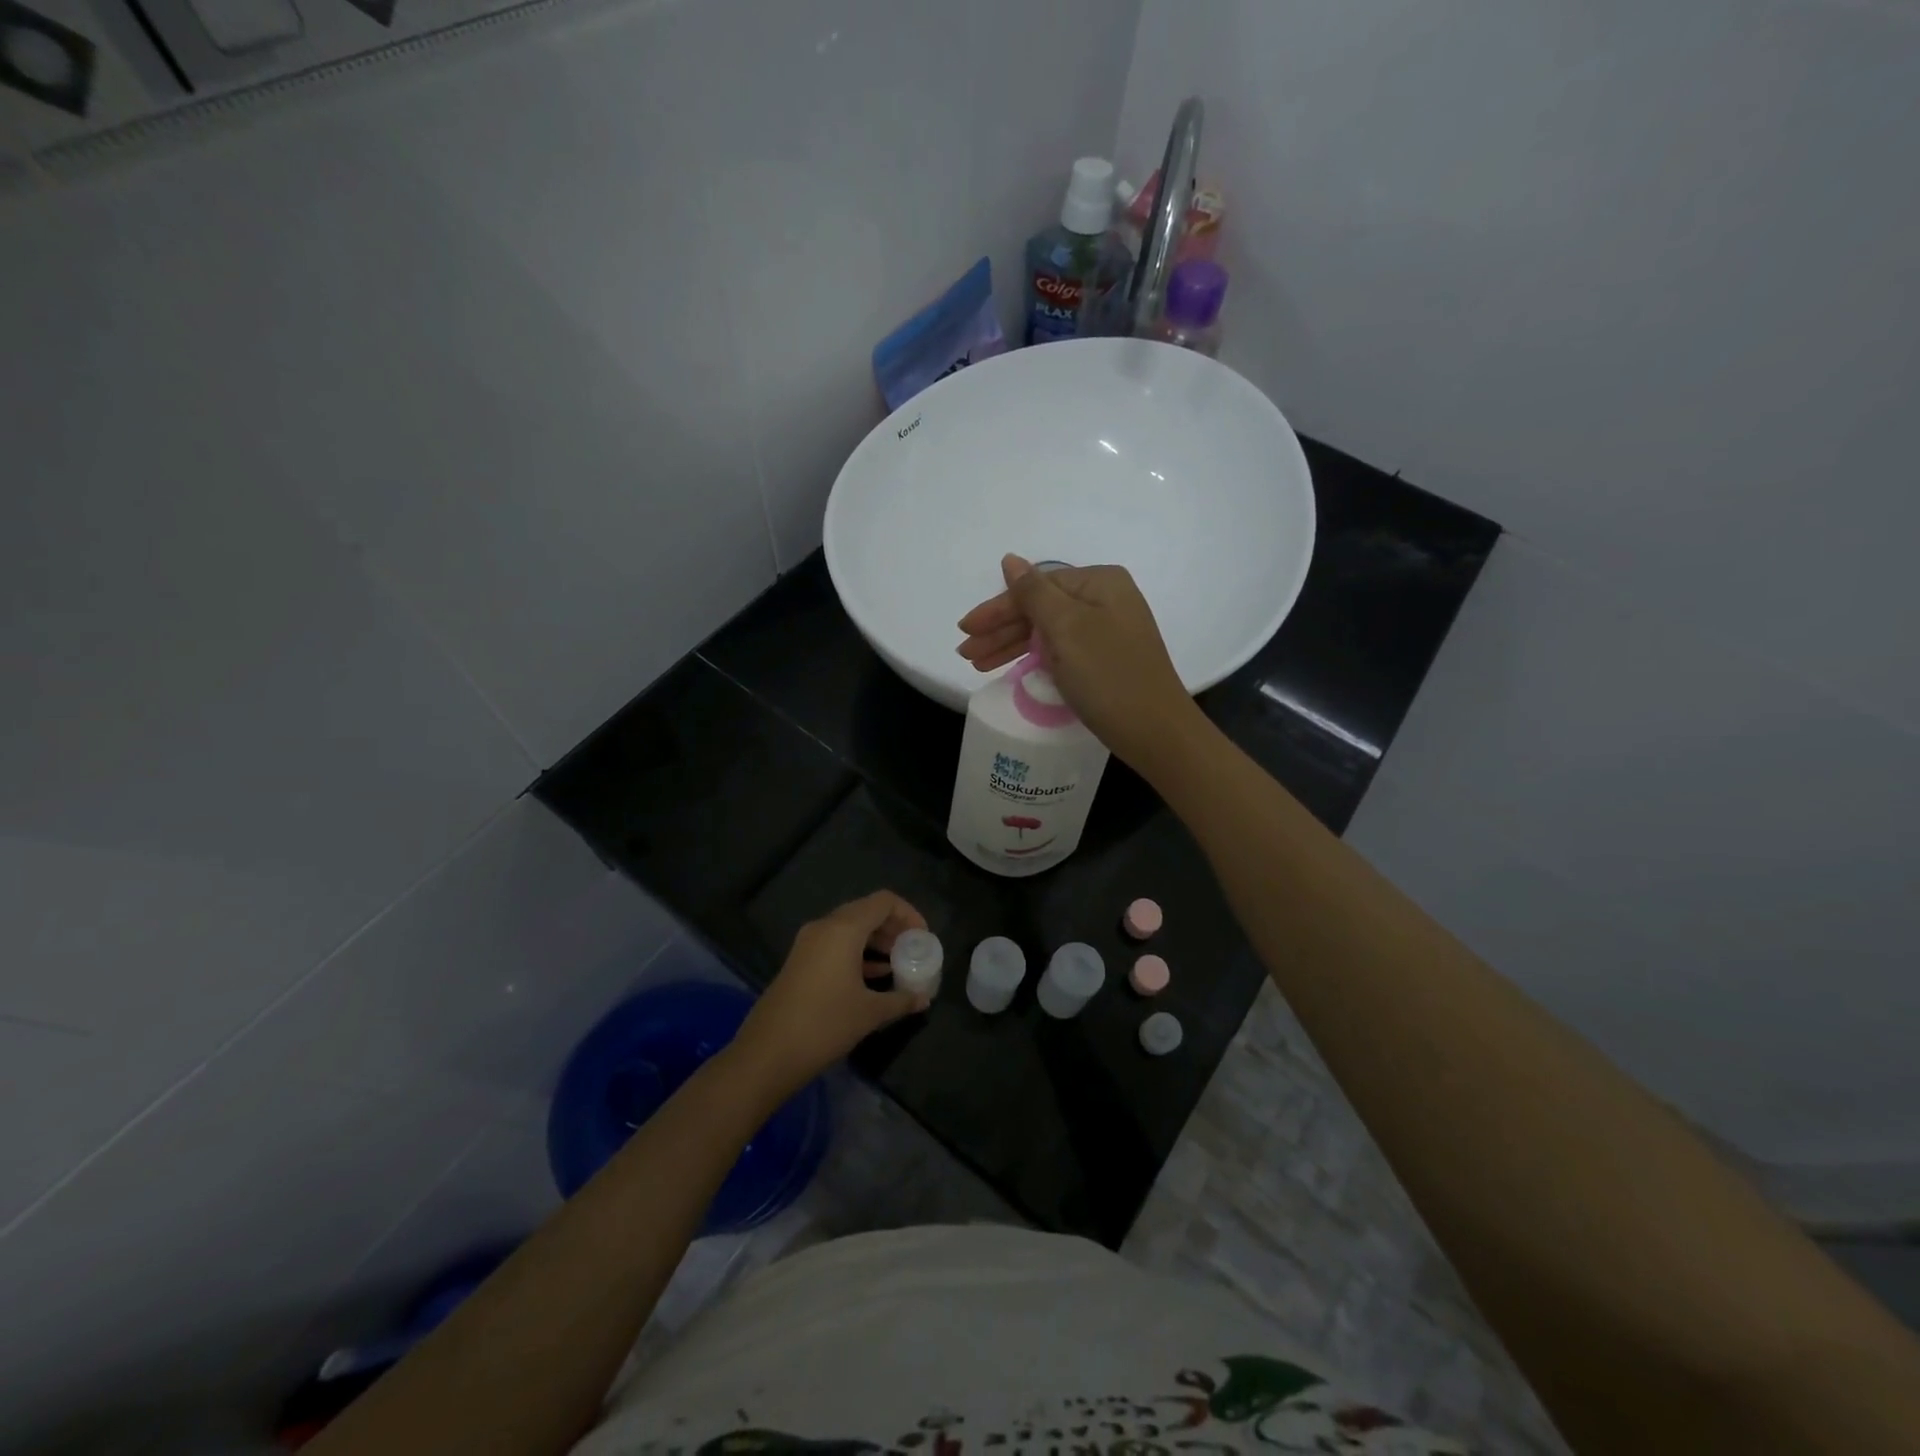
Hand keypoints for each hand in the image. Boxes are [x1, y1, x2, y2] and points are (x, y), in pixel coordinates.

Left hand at [731, 892, 929, 1099]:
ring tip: (897, 963)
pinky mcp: (800, 961)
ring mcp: (808, 943)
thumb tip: (923, 999)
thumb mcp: (870, 1013)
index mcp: (844, 928)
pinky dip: (857, 952)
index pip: (884, 901)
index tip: (923, 938)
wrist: (767, 1053)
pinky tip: (873, 976)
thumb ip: (901, 1000)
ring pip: (850, 928)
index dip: (909, 914)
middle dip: (893, 927)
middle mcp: (825, 926)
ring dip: (875, 940)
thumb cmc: (825, 1024)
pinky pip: (835, 943)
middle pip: (867, 911)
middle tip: (912, 950)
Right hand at [956, 554, 1200, 773]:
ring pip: (1047, 631)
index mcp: (1099, 583)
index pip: (1035, 588)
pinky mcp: (1106, 659)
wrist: (1156, 731)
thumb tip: (1010, 560)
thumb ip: (1034, 593)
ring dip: (1011, 646)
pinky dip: (1034, 658)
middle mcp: (1106, 600)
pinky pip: (1060, 650)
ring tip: (977, 664)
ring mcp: (1107, 631)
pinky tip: (1012, 667)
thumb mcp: (1067, 628)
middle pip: (1040, 609)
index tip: (965, 630)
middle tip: (966, 653)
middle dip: (1001, 630)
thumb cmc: (1108, 675)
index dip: (997, 609)